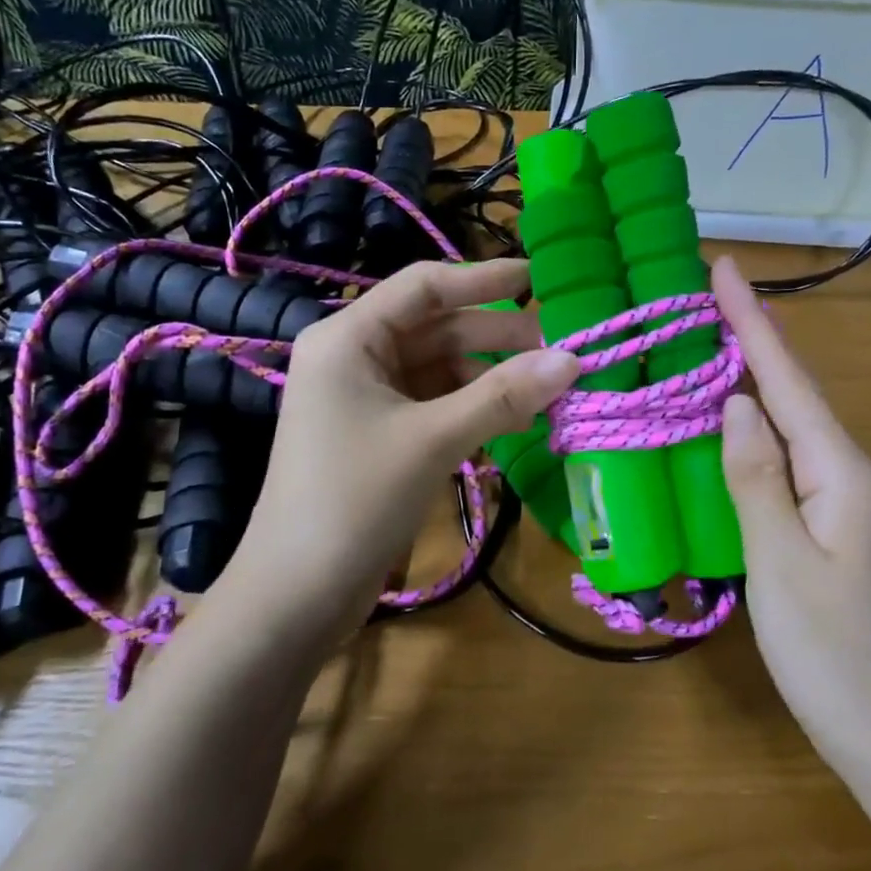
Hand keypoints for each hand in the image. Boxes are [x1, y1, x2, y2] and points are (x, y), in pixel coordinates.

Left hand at [229, 259, 579, 634]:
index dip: (482, 279)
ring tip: (545, 393)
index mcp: (348, 338)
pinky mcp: (377, 434)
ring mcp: (364, 398)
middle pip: (435, 329)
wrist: (298, 591)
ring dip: (489, 379)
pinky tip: (513, 421)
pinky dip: (471, 409)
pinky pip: (433, 404)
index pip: (424, 287)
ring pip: (439, 370)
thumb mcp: (434, 440)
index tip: (538, 278)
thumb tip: (571, 359)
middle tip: (559, 350)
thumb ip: (503, 396)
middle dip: (496, 338)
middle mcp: (353, 357)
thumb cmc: (356, 499)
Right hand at [713, 257, 870, 787]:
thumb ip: (756, 476)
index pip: (787, 381)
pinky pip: (783, 458)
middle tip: (704, 295)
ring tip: (708, 339)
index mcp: (840, 471)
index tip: (724, 267)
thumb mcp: (781, 560)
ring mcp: (840, 500)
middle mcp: (846, 472)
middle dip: (751, 339)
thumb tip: (735, 402)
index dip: (753, 322)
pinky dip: (753, 427)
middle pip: (792, 392)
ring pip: (787, 424)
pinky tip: (728, 421)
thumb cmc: (830, 652)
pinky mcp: (825, 524)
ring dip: (750, 378)